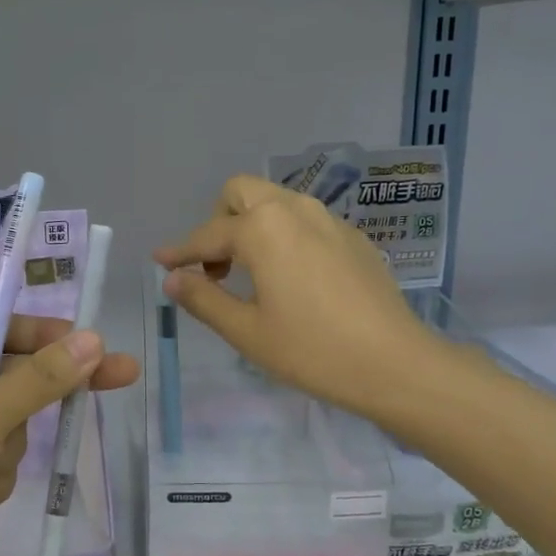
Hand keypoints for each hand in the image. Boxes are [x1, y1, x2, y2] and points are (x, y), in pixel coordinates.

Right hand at [155, 175, 436, 421]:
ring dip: (252, 224)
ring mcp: (330, 220)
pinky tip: (292, 277)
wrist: (394, 362)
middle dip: (218, 221)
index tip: (161, 262)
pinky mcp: (354, 237)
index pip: (208, 235)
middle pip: (242, 192)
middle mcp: (295, 210)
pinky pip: (305, 220)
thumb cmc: (311, 350)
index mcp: (263, 229)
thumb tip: (173, 279)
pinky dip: (284, 235)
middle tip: (215, 266)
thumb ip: (204, 298)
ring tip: (250, 272)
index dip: (180, 251)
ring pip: (277, 201)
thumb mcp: (247, 331)